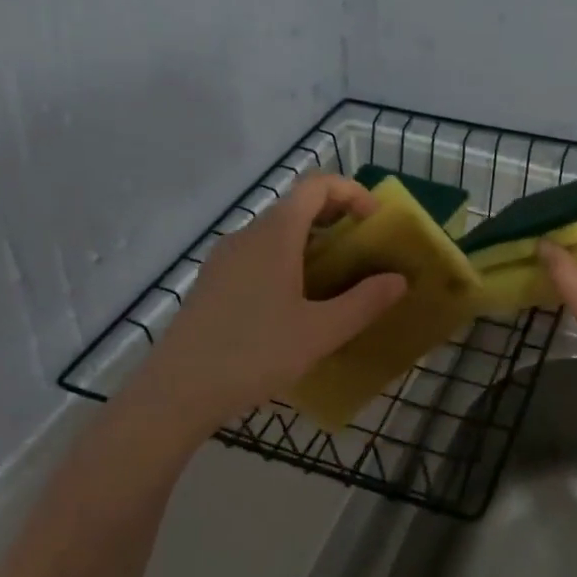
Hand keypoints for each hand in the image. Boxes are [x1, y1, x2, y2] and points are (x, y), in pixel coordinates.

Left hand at [132, 174, 407, 429]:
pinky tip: (294, 303)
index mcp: (274, 235)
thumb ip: (364, 302)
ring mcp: (224, 258)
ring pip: (275, 232)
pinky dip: (286, 260)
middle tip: (362, 251)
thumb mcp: (320, 332)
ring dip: (310, 241)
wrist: (178, 391)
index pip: (316, 186)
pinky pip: (257, 254)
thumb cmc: (254, 354)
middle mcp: (247, 235)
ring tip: (334, 279)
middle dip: (335, 218)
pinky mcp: (212, 282)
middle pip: (295, 206)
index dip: (351, 191)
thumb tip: (398, 280)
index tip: (375, 221)